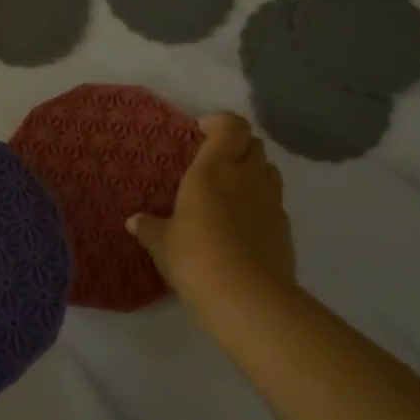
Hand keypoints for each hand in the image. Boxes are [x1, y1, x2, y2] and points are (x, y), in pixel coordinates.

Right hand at [127, 112, 296, 318]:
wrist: (246, 296)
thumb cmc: (195, 257)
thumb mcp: (161, 244)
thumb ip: (150, 227)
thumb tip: (135, 221)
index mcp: (214, 170)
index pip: (230, 126)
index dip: (220, 122)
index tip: (202, 131)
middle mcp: (247, 178)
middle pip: (254, 145)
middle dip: (237, 146)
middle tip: (216, 161)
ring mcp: (271, 203)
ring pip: (269, 171)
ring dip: (253, 172)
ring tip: (232, 190)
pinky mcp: (285, 229)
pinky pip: (275, 204)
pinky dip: (262, 204)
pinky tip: (244, 226)